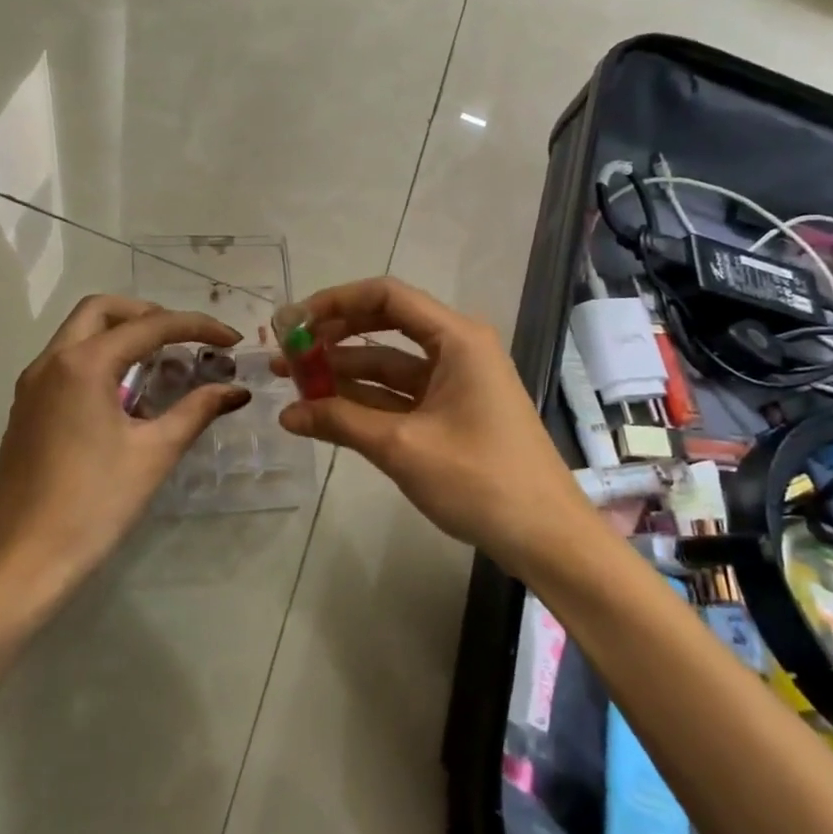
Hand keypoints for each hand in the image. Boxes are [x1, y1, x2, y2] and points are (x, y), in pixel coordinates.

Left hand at [0, 296, 248, 599]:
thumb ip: (197, 411)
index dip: (197, 327)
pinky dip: (101, 358)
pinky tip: (127, 395)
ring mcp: (32, 385)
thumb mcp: (154, 454)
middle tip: (184, 339)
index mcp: (83, 365)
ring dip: (122, 335)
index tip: (232, 339)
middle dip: (149, 314)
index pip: (150, 326)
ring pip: (79, 333)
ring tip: (163, 364)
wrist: (20, 564)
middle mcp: (51, 362)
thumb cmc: (93, 505)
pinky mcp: (26, 409)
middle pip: (102, 310)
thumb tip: (236, 391)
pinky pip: (67, 362)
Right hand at [276, 277, 592, 579]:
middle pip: (384, 326)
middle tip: (287, 353)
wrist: (545, 537)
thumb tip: (287, 413)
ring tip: (293, 383)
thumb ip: (341, 421)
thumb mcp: (402, 447)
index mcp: (456, 338)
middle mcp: (456, 348)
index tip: (294, 322)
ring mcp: (454, 382)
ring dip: (343, 373)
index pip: (386, 296)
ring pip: (388, 364)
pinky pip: (400, 395)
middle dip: (334, 338)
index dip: (335, 302)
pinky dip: (364, 402)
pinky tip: (324, 411)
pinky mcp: (451, 412)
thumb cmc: (480, 480)